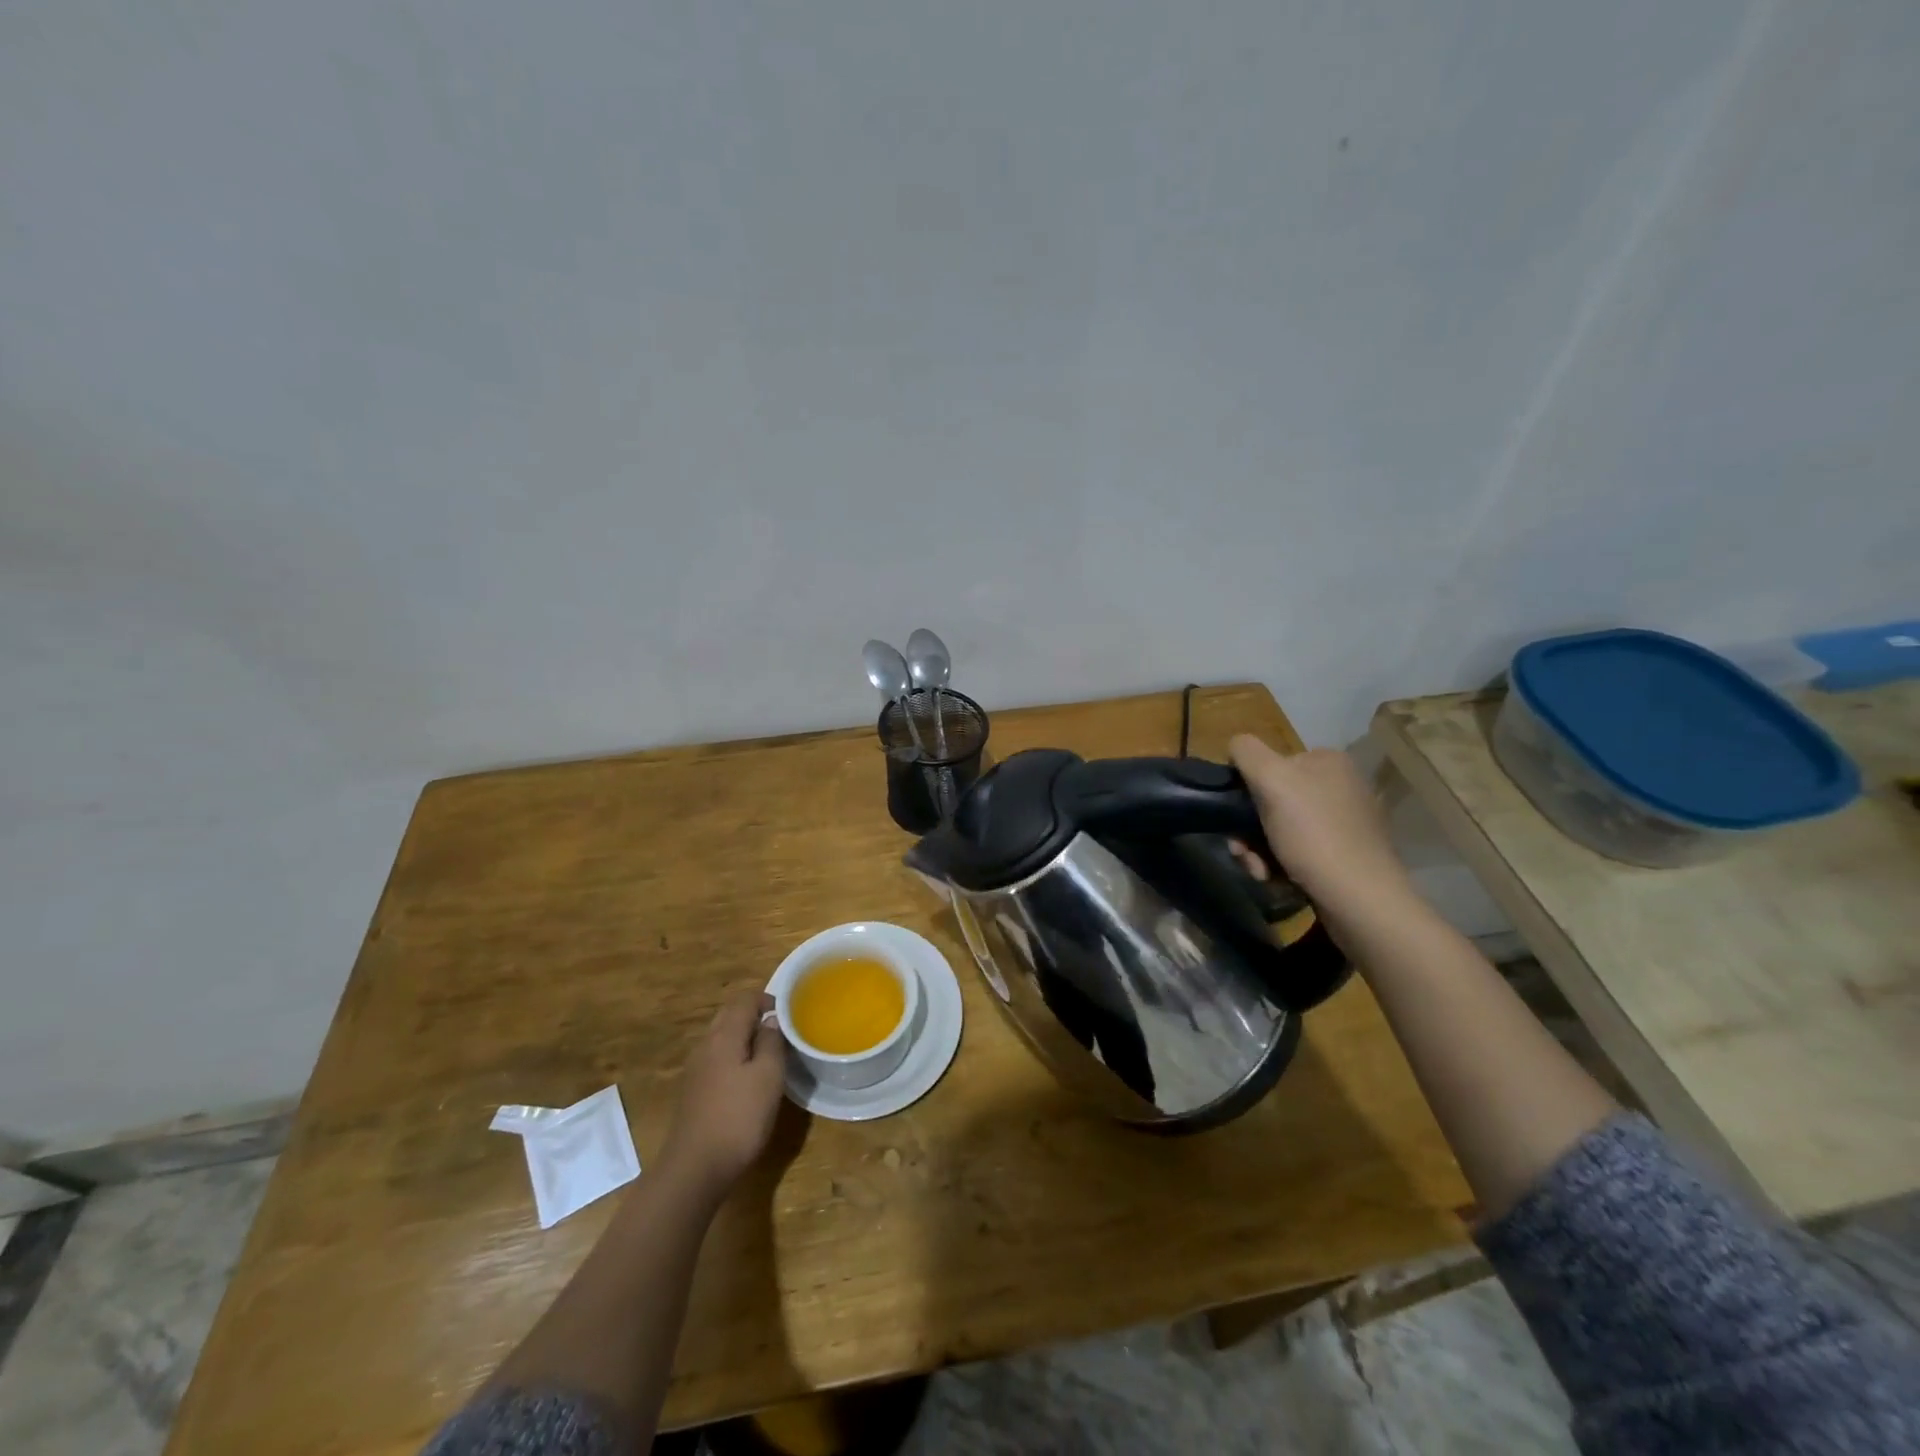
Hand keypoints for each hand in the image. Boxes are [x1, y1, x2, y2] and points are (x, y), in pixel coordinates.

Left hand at [660, 991, 788, 1197]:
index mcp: (724, 1036)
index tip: (788, 1013)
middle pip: (729, 1015)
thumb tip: (770, 1021)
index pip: (744, 999)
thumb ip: (771, 1042)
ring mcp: (695, 1069)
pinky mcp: (693, 1091)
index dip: (767, 999)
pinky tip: (747, 1079)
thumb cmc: (739, 1117)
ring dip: (744, 1037)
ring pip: (721, 1038)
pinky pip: (716, 1059)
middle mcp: (705, 1045)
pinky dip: (734, 1057)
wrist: (694, 1169)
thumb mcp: (768, 1076)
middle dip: (754, 1015)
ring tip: (769, 1054)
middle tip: (780, 1031)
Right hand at [1227, 735, 1416, 919]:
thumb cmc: (1313, 834)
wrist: (1360, 898)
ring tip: (1261, 873)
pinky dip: (1281, 864)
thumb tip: (1236, 746)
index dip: (1246, 791)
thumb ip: (1247, 752)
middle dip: (1249, 830)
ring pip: (1280, 829)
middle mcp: (1341, 785)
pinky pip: (1300, 851)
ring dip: (1259, 851)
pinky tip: (1278, 880)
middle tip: (1244, 854)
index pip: (1268, 764)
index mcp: (1327, 761)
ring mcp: (1346, 821)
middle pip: (1271, 801)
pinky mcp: (1347, 854)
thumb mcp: (1271, 780)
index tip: (1236, 820)